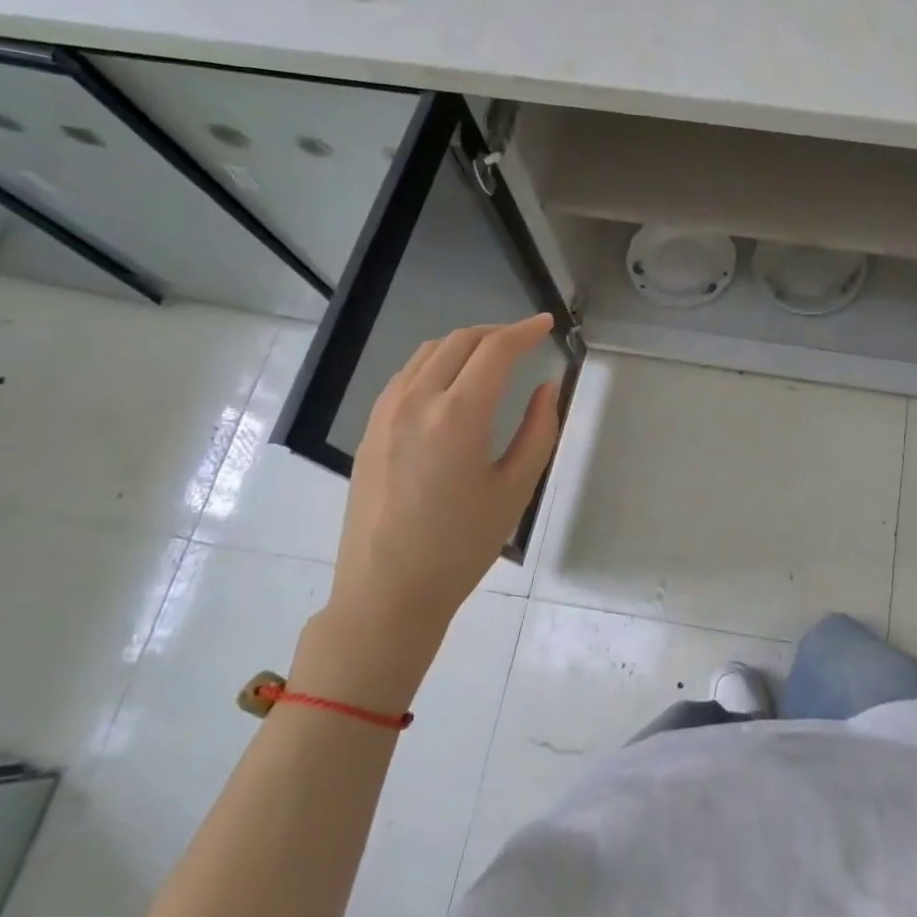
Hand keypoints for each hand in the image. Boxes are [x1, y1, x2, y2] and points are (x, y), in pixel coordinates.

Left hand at [296, 316, 562, 710]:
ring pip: (428, 353)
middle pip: (459, 341)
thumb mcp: (515, 490)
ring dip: (464, 344)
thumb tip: (546, 387)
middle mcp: (417, 401)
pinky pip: (406, 375)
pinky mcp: (370, 429)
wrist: (388, 591)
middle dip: (496, 331)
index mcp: (458, 416)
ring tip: (492, 357)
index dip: (525, 331)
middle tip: (525, 340)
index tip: (546, 324)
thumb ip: (539, 431)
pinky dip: (436, 363)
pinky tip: (451, 384)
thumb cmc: (461, 546)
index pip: (495, 350)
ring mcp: (386, 413)